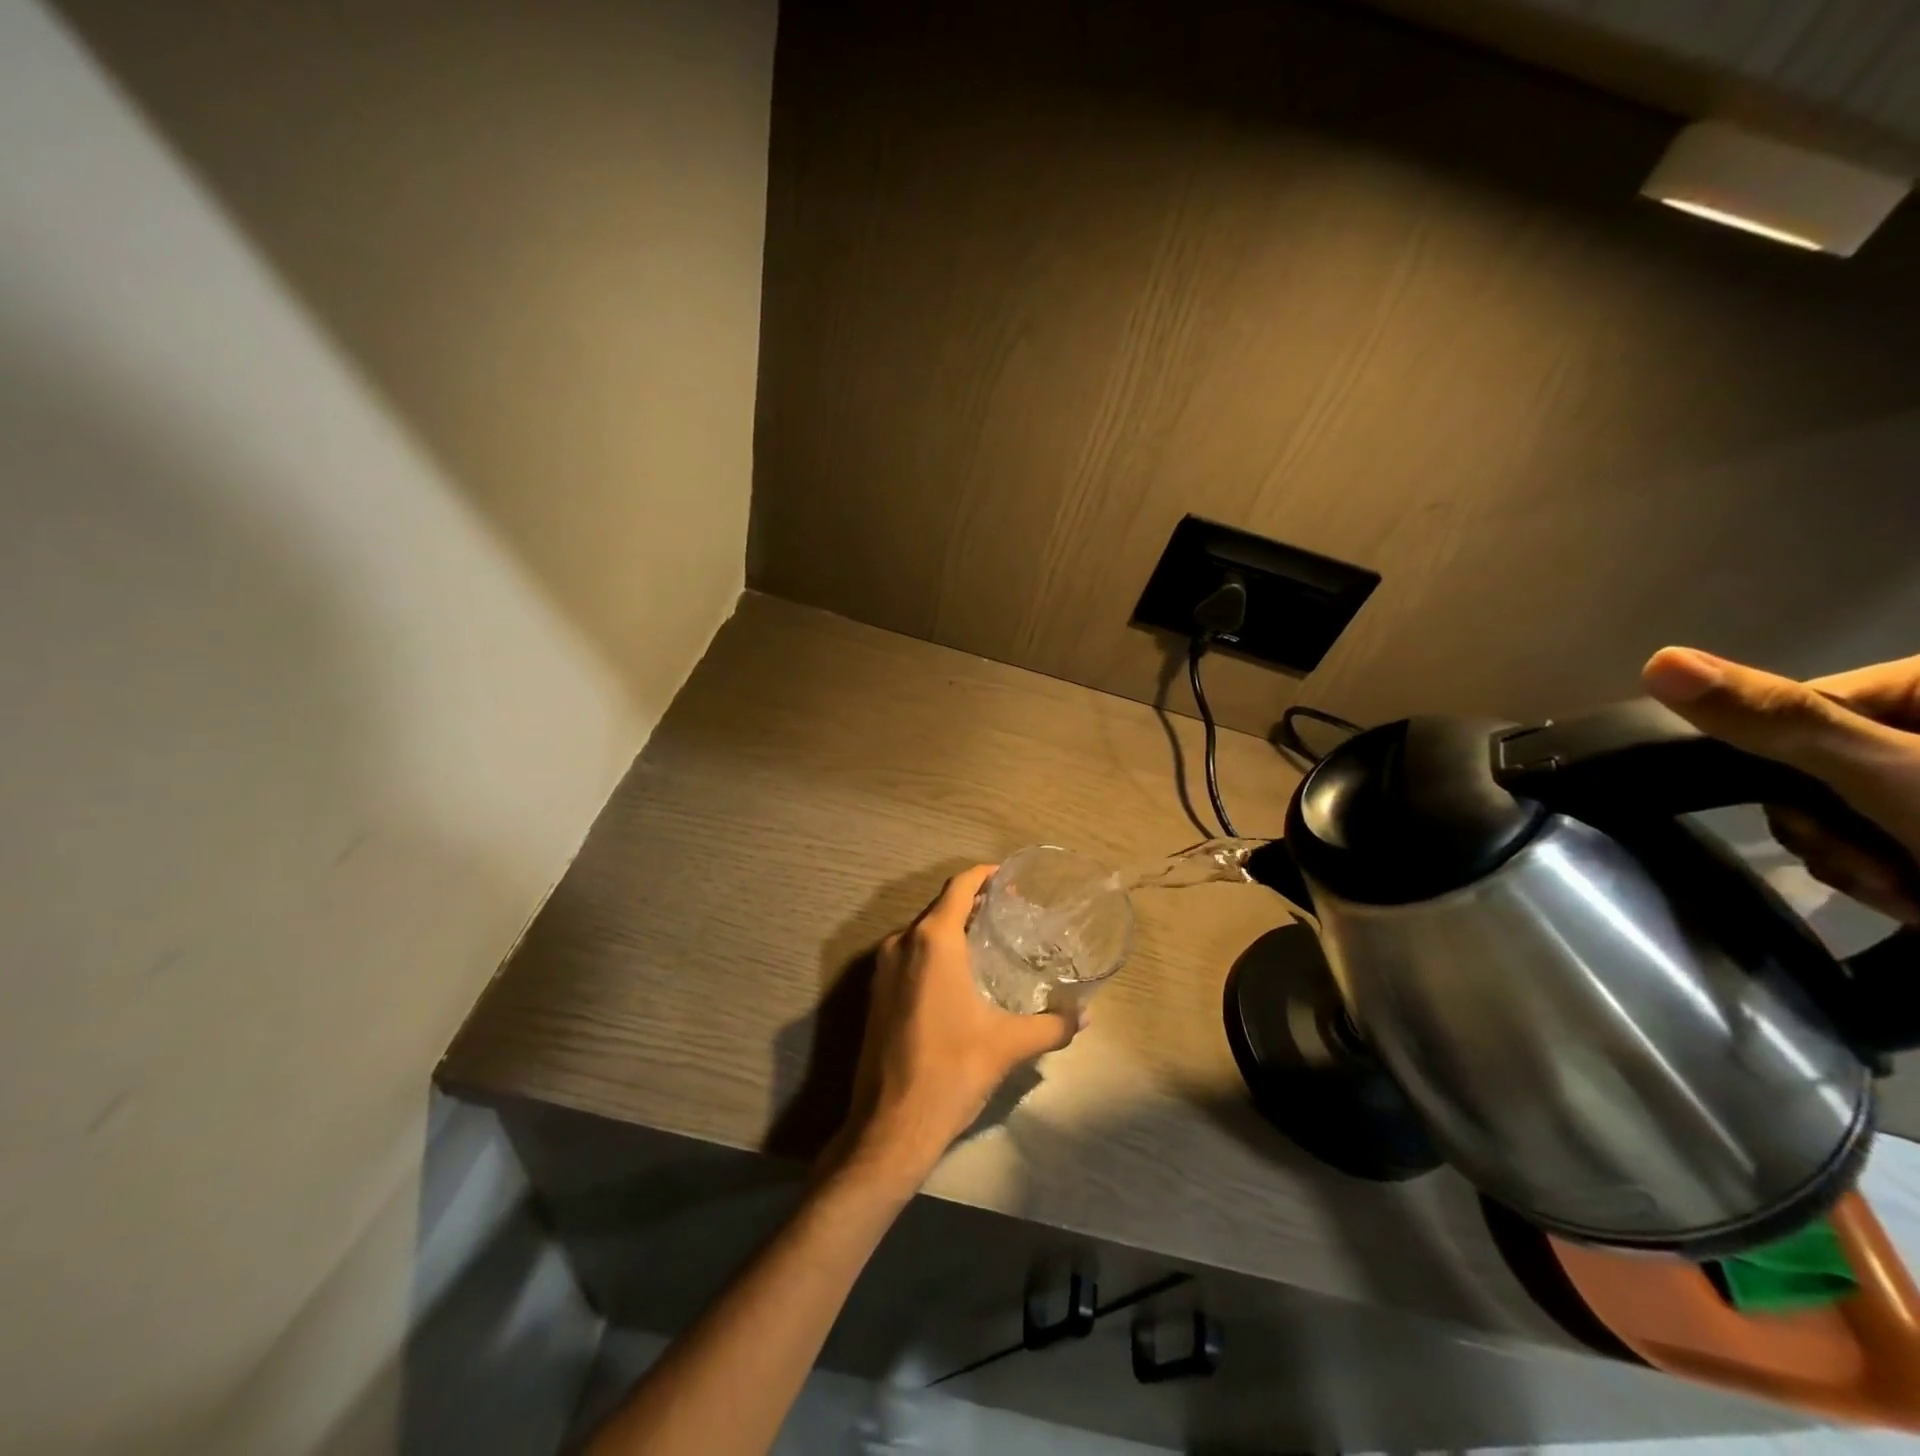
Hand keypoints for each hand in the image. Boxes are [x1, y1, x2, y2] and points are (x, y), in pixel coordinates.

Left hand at [830, 864, 1079, 1186]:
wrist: (891, 1125)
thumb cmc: (953, 1071)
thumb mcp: (1008, 1045)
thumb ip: (1051, 1025)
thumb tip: (1084, 1016)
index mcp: (933, 941)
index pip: (959, 886)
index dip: (985, 876)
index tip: (1011, 880)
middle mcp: (902, 942)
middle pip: (940, 906)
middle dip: (974, 903)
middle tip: (1010, 912)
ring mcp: (883, 967)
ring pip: (923, 931)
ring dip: (953, 928)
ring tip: (989, 941)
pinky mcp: (876, 992)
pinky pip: (909, 954)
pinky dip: (934, 951)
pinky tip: (959, 975)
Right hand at [1643, 647, 1919, 923]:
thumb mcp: (1892, 775)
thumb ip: (1776, 719)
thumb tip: (1656, 661)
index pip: (1795, 710)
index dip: (1782, 766)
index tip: (1823, 814)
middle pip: (1810, 769)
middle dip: (1832, 832)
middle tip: (1884, 869)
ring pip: (1839, 813)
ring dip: (1859, 865)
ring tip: (1916, 895)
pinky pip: (1876, 840)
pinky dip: (1892, 880)